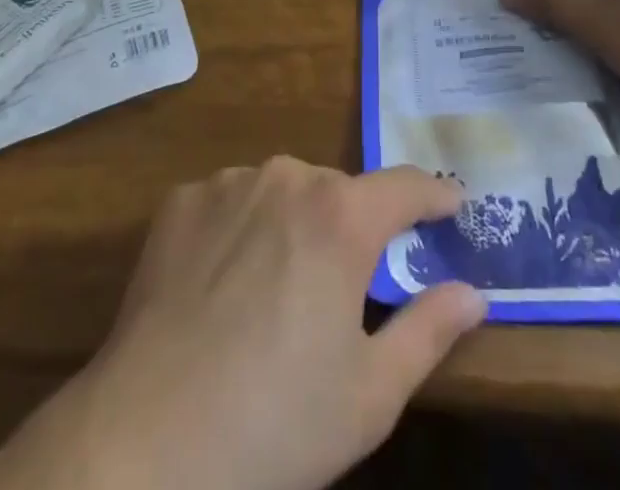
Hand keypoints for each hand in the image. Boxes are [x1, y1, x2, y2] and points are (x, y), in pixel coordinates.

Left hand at [0, 159, 484, 489]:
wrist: (145, 442)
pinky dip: (241, 229)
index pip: (405, 186)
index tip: (452, 203)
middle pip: (338, 192)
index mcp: (341, 216)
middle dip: (352, 227)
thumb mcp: (370, 394)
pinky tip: (222, 285)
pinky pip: (230, 202)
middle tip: (345, 287)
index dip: (434, 195)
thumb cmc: (275, 424)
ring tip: (277, 292)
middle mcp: (288, 177)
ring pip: (282, 192)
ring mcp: (229, 182)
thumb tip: (473, 293)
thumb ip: (429, 330)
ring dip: (293, 225)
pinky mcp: (182, 200)